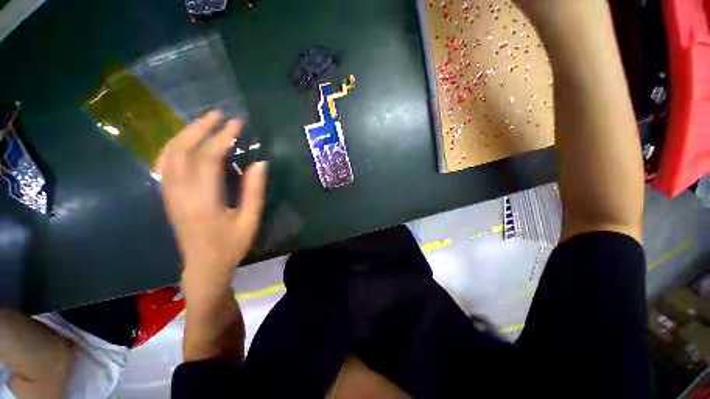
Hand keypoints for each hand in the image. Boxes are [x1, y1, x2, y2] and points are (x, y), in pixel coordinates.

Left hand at [158, 111, 267, 293]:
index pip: (209, 159)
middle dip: (200, 128)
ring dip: (185, 134)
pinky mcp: (168, 196)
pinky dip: (174, 147)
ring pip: (168, 155)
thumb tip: (260, 163)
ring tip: (203, 122)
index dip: (223, 138)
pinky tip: (186, 141)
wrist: (203, 266)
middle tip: (218, 114)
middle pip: (182, 151)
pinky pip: (164, 164)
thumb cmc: (231, 245)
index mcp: (204, 201)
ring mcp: (170, 194)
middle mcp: (181, 194)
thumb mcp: (250, 221)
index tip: (237, 124)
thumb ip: (255, 191)